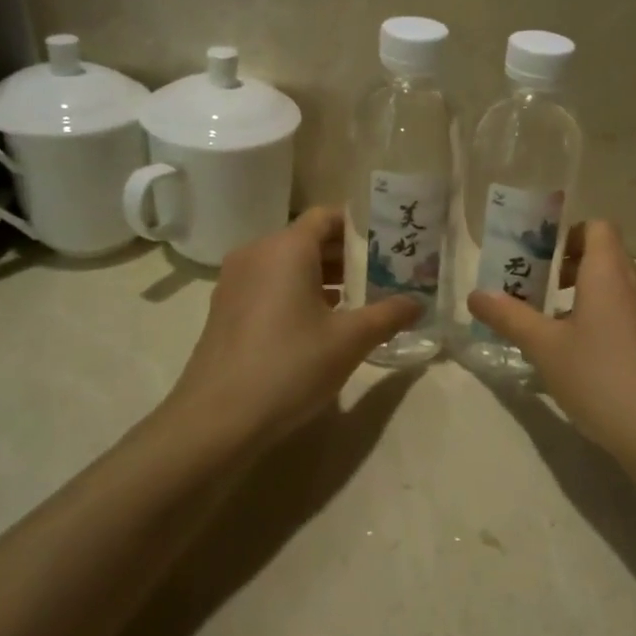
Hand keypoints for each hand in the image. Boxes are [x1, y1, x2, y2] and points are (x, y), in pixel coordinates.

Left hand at [161, 207, 422, 452]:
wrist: (216, 420)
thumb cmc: (289, 366)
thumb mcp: (350, 341)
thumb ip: (388, 315)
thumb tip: (418, 303)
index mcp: (287, 247)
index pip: (328, 216)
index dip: (360, 226)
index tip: (389, 244)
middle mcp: (257, 253)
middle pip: (308, 238)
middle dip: (346, 254)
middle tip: (383, 274)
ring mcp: (235, 281)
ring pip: (288, 263)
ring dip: (323, 275)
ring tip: (358, 300)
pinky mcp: (225, 308)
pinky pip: (269, 284)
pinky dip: (296, 292)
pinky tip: (320, 323)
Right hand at [468, 220, 635, 459]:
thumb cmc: (598, 377)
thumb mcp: (544, 347)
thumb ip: (509, 316)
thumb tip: (475, 294)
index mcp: (611, 271)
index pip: (597, 227)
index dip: (569, 236)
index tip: (542, 261)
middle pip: (607, 255)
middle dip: (571, 268)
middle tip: (539, 294)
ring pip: (621, 285)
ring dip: (590, 294)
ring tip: (559, 327)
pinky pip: (634, 311)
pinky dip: (610, 316)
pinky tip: (590, 355)